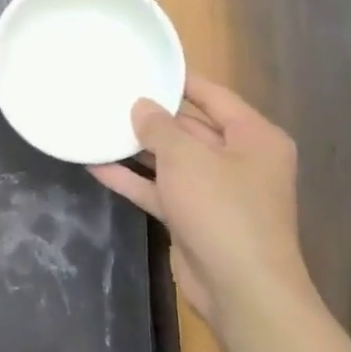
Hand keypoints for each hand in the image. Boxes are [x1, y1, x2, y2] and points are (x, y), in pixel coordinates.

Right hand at [90, 75, 311, 335]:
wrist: (241, 289)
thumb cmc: (222, 209)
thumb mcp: (186, 157)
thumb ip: (159, 127)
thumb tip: (141, 105)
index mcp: (254, 138)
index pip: (214, 96)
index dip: (179, 79)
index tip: (144, 62)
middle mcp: (239, 160)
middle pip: (190, 127)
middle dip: (152, 115)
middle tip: (110, 93)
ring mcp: (216, 191)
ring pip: (172, 160)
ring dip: (137, 148)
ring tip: (98, 124)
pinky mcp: (195, 217)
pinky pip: (160, 189)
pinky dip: (133, 179)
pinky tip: (95, 165)